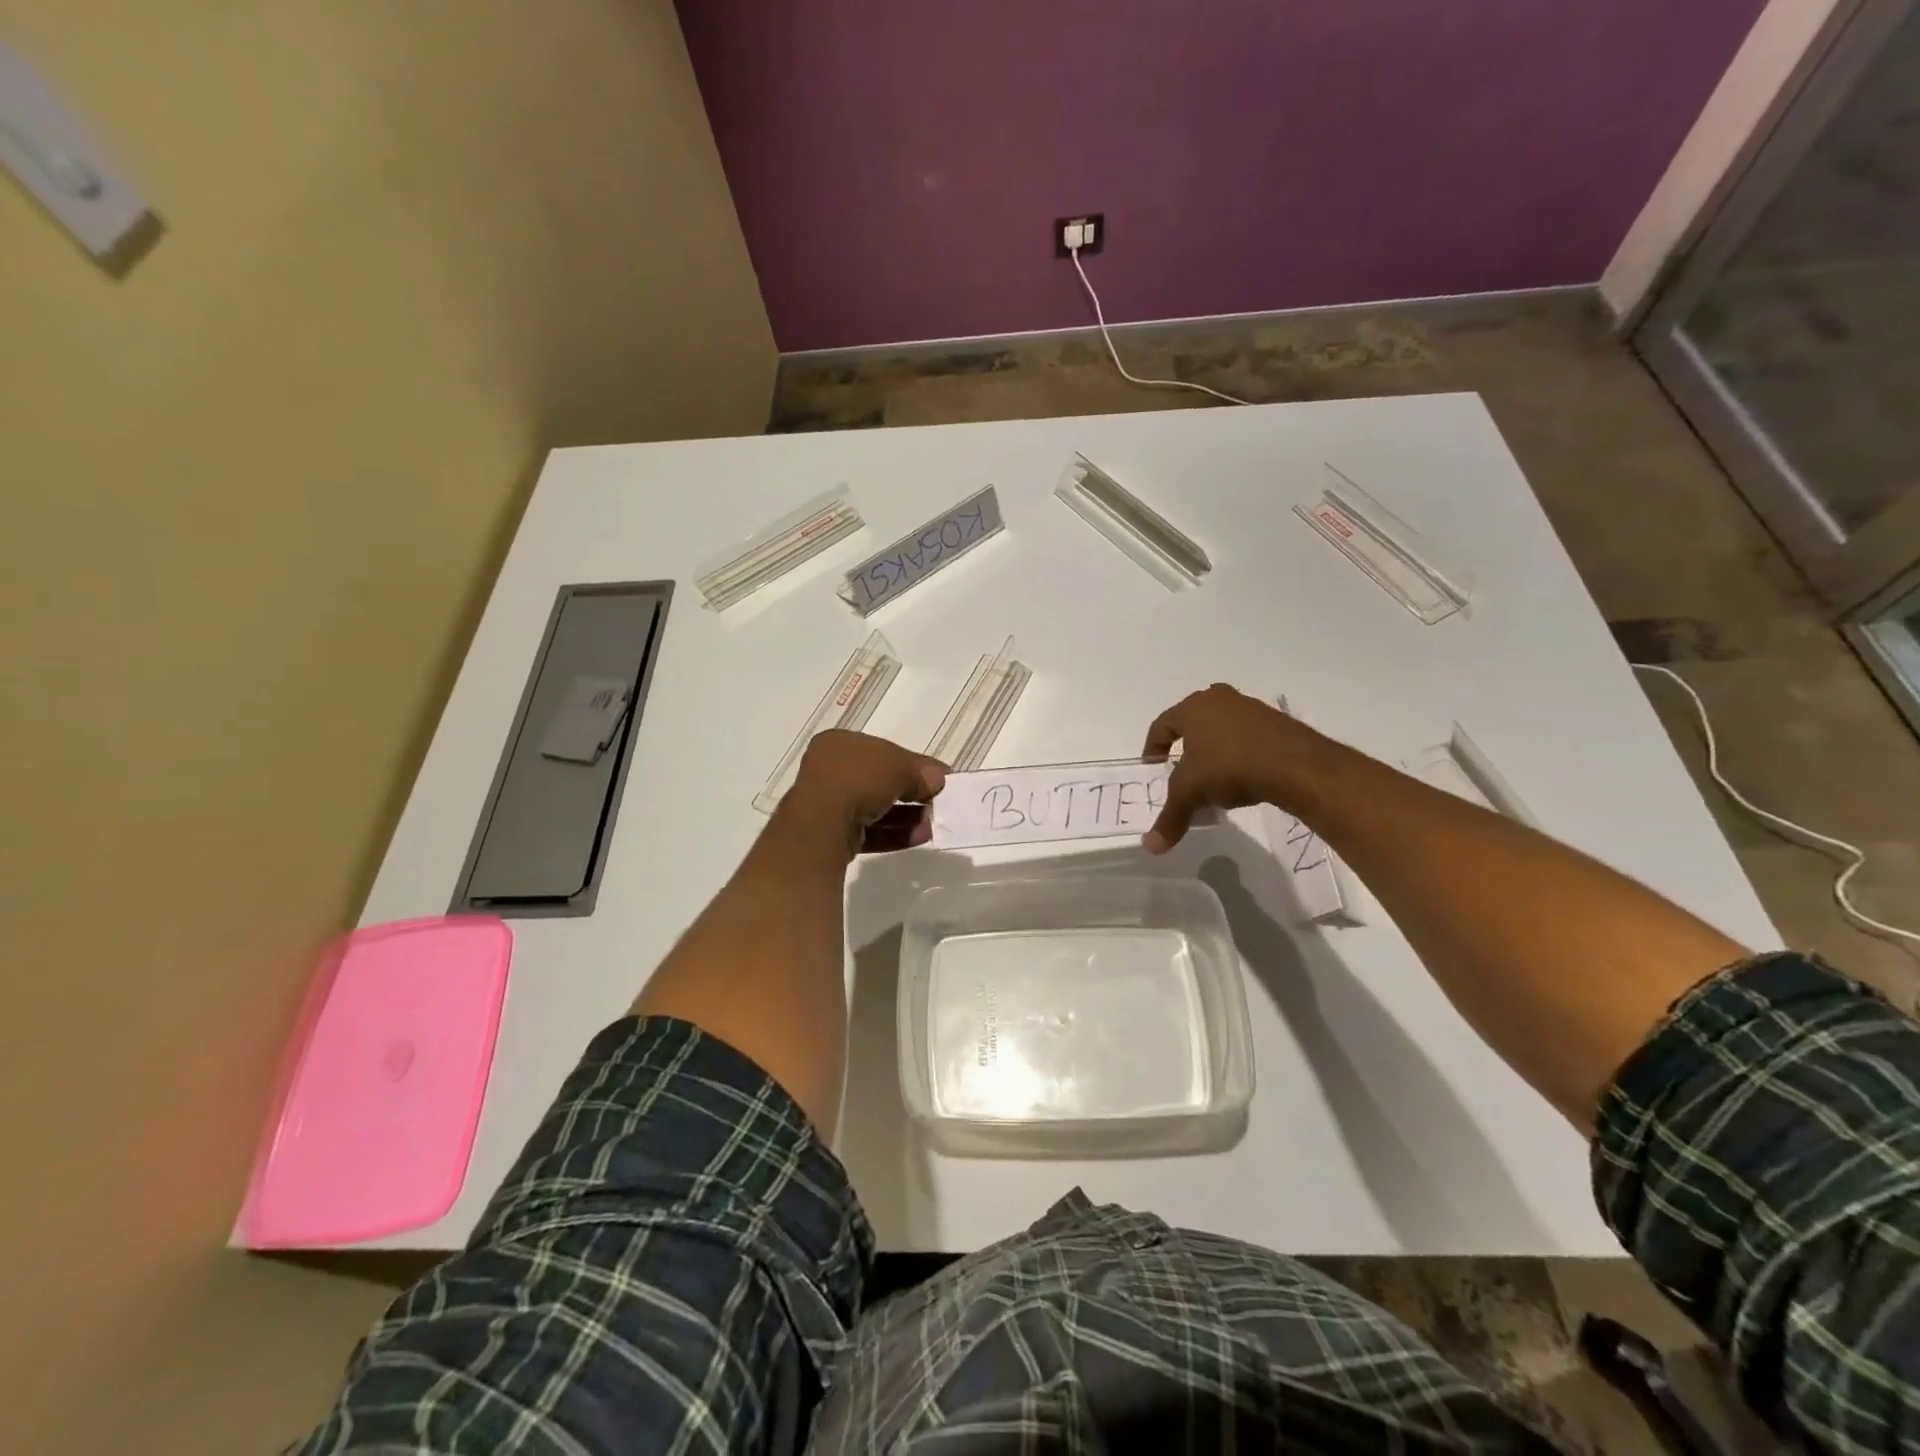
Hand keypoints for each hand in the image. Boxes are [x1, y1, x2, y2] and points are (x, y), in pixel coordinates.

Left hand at [779, 729, 947, 856]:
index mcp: (839, 743)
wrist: (822, 823)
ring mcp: (827, 804)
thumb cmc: (859, 779)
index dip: (912, 763)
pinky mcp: (830, 835)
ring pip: (874, 808)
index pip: (883, 750)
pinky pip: (868, 831)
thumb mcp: (900, 766)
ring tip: (932, 823)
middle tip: (935, 801)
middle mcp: (829, 770)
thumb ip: (921, 772)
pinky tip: (920, 837)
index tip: (937, 777)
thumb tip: (938, 779)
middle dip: (910, 791)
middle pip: (878, 780)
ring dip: (906, 815)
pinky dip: (894, 833)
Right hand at [1141, 684, 1317, 852]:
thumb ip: (1170, 817)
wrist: (1296, 765)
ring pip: (1220, 732)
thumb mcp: (1192, 793)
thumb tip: (1151, 846)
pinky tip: (1242, 781)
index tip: (1153, 771)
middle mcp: (1219, 699)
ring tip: (1214, 784)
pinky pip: (1245, 739)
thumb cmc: (1229, 766)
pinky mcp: (1275, 722)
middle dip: (1185, 753)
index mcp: (1193, 707)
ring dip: (1212, 755)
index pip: (1161, 726)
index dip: (1152, 750)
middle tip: (1183, 777)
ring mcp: (1250, 708)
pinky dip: (1237, 757)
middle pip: (1191, 727)